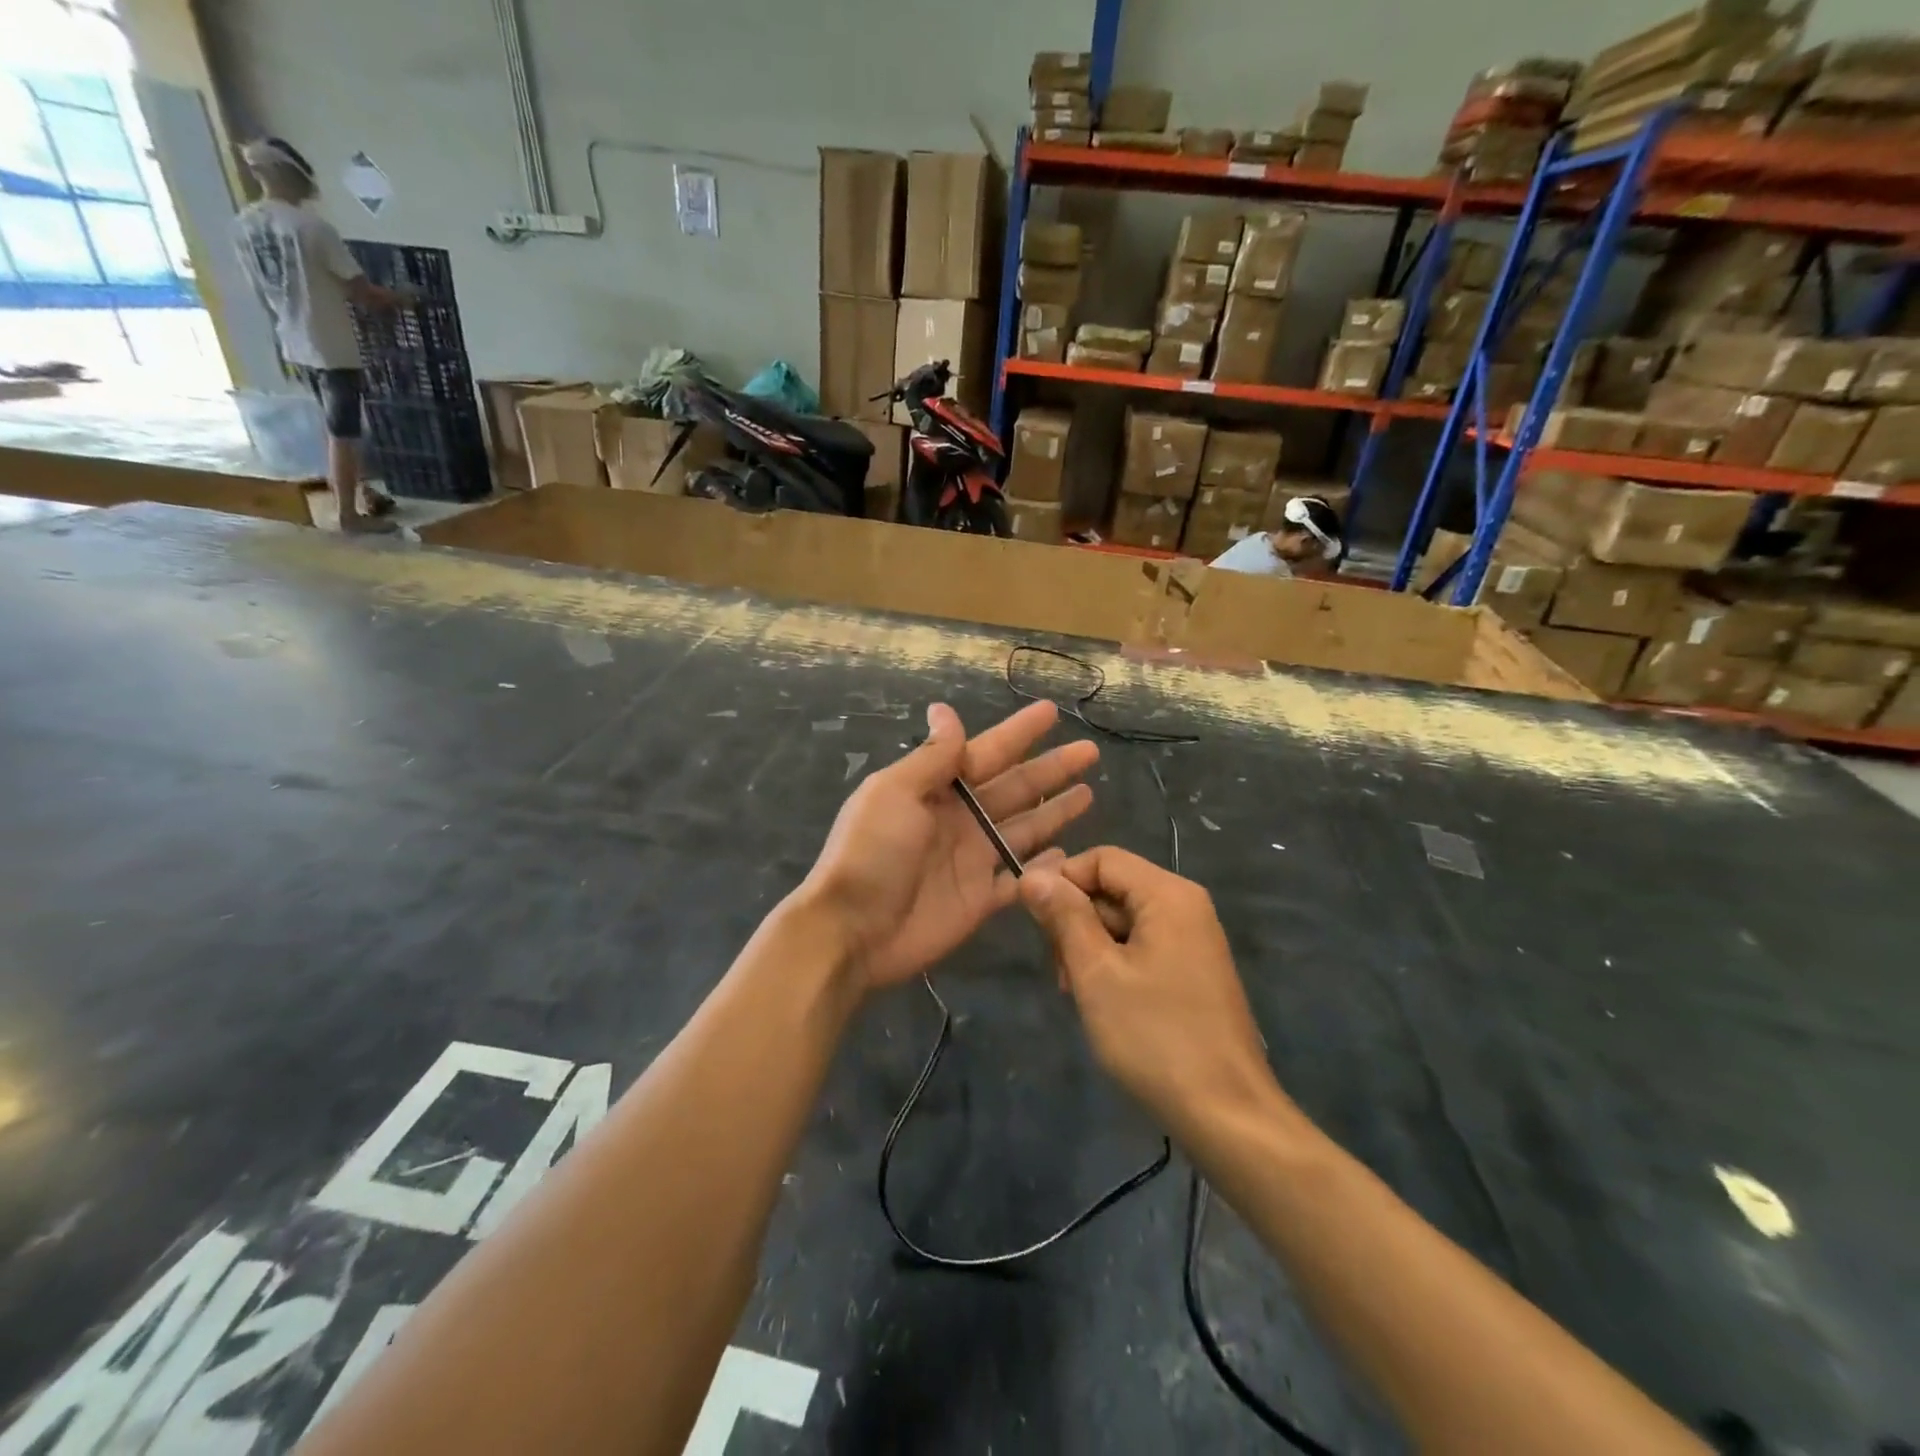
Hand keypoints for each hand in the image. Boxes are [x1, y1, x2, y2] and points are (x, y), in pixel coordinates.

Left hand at [796, 701, 1097, 992]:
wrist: (853, 929)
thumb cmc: (872, 852)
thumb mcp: (895, 792)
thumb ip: (932, 756)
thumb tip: (944, 709)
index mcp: (936, 789)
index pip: (987, 752)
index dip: (1019, 733)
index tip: (1051, 711)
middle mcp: (958, 819)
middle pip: (1015, 787)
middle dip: (1051, 769)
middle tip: (1090, 751)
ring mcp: (972, 859)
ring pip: (1024, 828)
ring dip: (1055, 811)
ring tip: (1089, 793)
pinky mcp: (980, 898)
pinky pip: (1020, 878)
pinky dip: (1042, 868)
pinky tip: (1068, 855)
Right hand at [1019, 848, 1277, 1138]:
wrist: (1227, 1115)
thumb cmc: (1155, 1036)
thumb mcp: (1096, 972)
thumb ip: (1064, 917)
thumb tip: (1032, 874)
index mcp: (1168, 894)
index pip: (1102, 858)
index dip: (1062, 881)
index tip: (1035, 922)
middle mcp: (1186, 906)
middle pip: (1113, 888)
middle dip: (1076, 920)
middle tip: (1060, 971)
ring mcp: (1194, 939)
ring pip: (1124, 920)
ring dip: (1091, 947)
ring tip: (1078, 993)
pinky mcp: (1193, 970)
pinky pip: (1143, 946)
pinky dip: (1115, 964)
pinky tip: (1104, 1002)